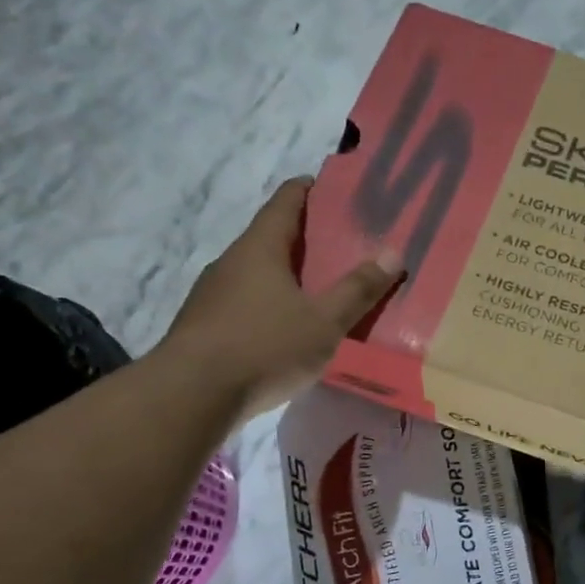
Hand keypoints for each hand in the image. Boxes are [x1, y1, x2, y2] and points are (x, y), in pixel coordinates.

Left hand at [163, 177, 401, 416]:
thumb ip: (358, 290)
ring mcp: (212, 295)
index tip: (333, 188)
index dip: (309, 190)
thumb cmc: (264, 348)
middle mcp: (231, 262)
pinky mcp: (204, 326)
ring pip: (256, 273)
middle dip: (304, 238)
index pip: (285, 201)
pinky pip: (245, 303)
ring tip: (318, 290)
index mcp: (260, 248)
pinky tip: (285, 329)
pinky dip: (269, 304)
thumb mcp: (324, 322)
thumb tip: (393, 253)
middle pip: (271, 237)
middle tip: (341, 247)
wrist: (190, 396)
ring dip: (285, 275)